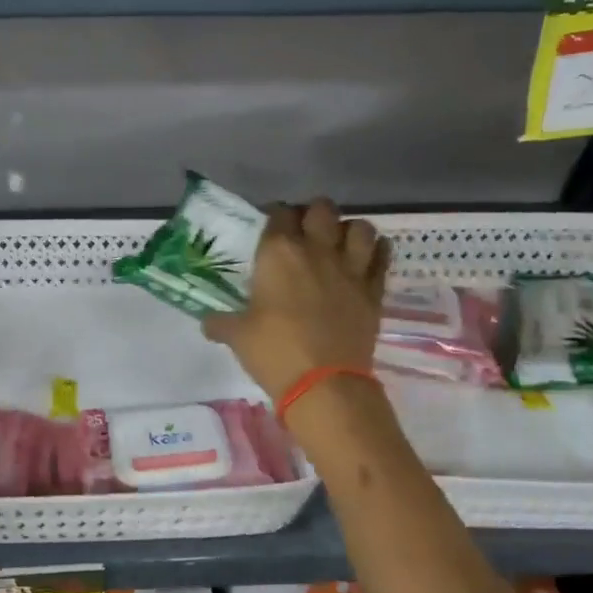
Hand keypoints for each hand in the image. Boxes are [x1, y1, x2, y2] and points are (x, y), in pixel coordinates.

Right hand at [202, 198, 388, 400]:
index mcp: (279, 253)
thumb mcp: (237, 336)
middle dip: (313, 214)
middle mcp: (317, 250)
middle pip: (322, 209)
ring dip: (349, 230)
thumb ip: (220, 322)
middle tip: (304, 233)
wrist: (324, 384)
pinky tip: (367, 259)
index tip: (269, 228)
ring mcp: (351, 269)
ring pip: (360, 227)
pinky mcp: (374, 291)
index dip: (274, 215)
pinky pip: (383, 257)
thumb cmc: (274, 352)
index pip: (278, 213)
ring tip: (338, 244)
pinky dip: (377, 252)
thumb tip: (208, 321)